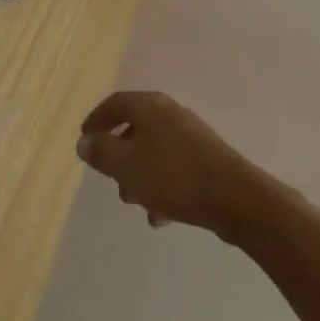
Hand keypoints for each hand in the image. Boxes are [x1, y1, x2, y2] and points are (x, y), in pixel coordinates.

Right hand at [77, 91, 266, 239]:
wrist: (235, 198)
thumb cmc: (172, 175)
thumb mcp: (126, 166)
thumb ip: (101, 153)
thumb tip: (84, 142)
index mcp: (149, 106)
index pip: (115, 104)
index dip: (96, 120)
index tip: (84, 139)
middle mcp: (170, 113)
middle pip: (135, 128)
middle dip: (119, 156)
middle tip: (111, 179)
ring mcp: (191, 136)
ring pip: (154, 152)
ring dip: (140, 176)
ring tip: (136, 203)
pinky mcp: (206, 160)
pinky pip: (174, 169)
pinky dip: (162, 188)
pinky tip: (160, 217)